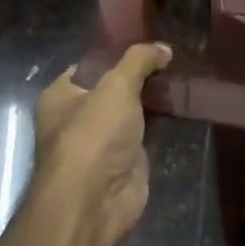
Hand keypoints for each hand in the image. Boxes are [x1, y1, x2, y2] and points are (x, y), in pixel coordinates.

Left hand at [31, 44, 170, 245]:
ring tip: (183, 75)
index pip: (91, 64)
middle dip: (141, 75)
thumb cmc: (93, 135)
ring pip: (132, 109)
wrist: (95, 202)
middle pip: (114, 86)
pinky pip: (146, 130)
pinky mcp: (124, 160)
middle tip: (173, 57)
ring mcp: (101, 141)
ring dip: (154, 97)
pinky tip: (183, 103)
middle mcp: (77, 117)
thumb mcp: (117, 84)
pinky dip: (162, 119)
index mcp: (61, 95)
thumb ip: (140, 59)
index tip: (150, 43)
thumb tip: (164, 48)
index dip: (118, 53)